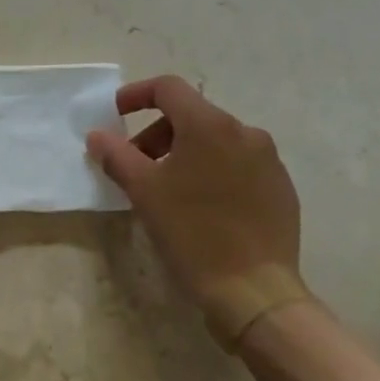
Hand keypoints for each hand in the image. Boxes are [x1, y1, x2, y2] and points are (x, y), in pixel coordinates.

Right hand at [87, 75, 309, 347]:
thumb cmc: (192, 233)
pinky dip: (213, 171)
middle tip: (137, 166)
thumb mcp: (143, 191)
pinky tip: (202, 207)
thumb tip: (98, 136)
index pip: (168, 88)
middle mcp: (244, 132)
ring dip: (184, 153)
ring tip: (168, 189)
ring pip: (215, 141)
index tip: (116, 113)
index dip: (137, 94)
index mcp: (209, 125)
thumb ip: (116, 155)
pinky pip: (239, 165)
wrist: (255, 292)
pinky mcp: (281, 188)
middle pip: (191, 115)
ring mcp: (268, 160)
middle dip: (157, 134)